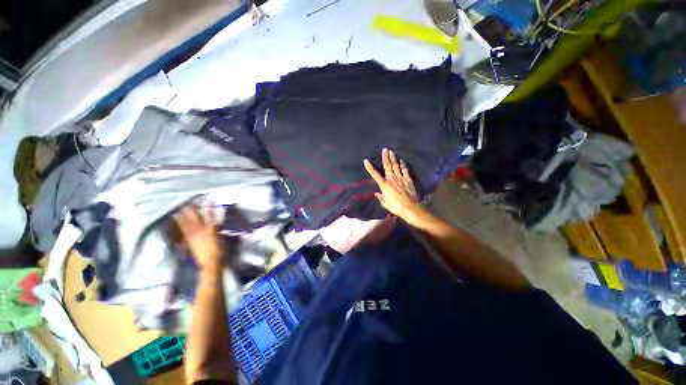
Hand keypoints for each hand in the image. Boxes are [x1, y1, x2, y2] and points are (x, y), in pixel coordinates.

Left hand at [174, 205, 223, 272]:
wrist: (209, 264)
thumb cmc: (219, 252)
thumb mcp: (220, 239)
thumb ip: (216, 231)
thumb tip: (214, 225)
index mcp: (210, 231)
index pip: (209, 216)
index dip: (209, 208)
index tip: (209, 200)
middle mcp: (200, 232)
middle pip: (195, 219)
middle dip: (192, 210)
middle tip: (188, 202)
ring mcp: (193, 237)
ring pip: (186, 224)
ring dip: (182, 217)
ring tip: (178, 211)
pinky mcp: (189, 242)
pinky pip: (183, 231)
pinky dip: (180, 226)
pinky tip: (178, 223)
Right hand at [364, 148, 419, 218]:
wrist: (410, 208)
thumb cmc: (396, 207)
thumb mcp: (386, 204)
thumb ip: (381, 198)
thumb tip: (377, 194)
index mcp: (384, 185)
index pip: (375, 174)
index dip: (370, 167)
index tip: (366, 160)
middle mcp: (392, 179)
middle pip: (387, 166)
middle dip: (385, 157)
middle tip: (384, 149)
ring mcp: (400, 178)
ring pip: (396, 166)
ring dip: (393, 158)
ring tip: (391, 151)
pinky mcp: (408, 180)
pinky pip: (405, 170)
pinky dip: (403, 165)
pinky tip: (402, 160)